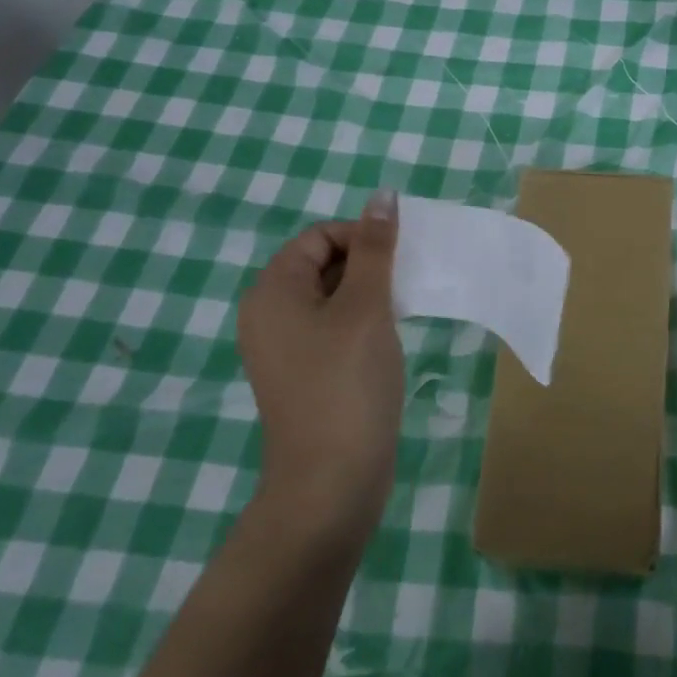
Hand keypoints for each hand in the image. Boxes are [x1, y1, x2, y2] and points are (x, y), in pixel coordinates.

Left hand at [236, 192, 404, 545]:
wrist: (331, 481)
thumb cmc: (347, 383)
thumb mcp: (366, 306)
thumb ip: (375, 248)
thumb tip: (383, 195)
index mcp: (273, 291)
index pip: (319, 236)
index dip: (361, 237)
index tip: (399, 261)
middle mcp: (269, 314)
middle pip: (323, 264)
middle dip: (368, 265)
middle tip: (406, 285)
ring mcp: (285, 348)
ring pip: (333, 297)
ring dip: (370, 294)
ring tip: (403, 310)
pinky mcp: (305, 374)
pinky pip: (333, 328)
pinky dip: (363, 322)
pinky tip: (390, 338)